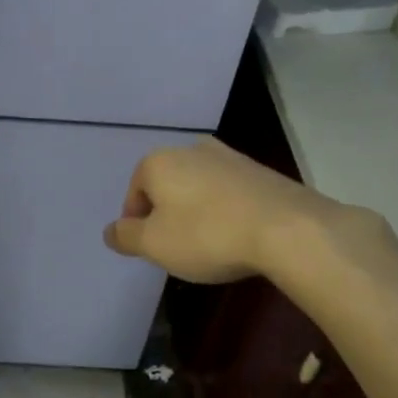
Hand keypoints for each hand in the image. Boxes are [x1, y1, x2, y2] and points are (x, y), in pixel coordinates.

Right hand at [103, 137, 339, 283]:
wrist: (287, 229)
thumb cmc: (207, 235)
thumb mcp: (154, 244)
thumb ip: (126, 236)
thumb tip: (110, 231)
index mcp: (159, 161)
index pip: (135, 193)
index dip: (137, 223)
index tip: (151, 249)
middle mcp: (191, 149)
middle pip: (167, 185)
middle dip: (167, 214)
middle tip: (177, 247)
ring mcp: (230, 157)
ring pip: (199, 187)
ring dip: (197, 212)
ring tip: (210, 244)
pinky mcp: (261, 170)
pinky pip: (229, 192)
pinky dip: (226, 211)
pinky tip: (237, 236)